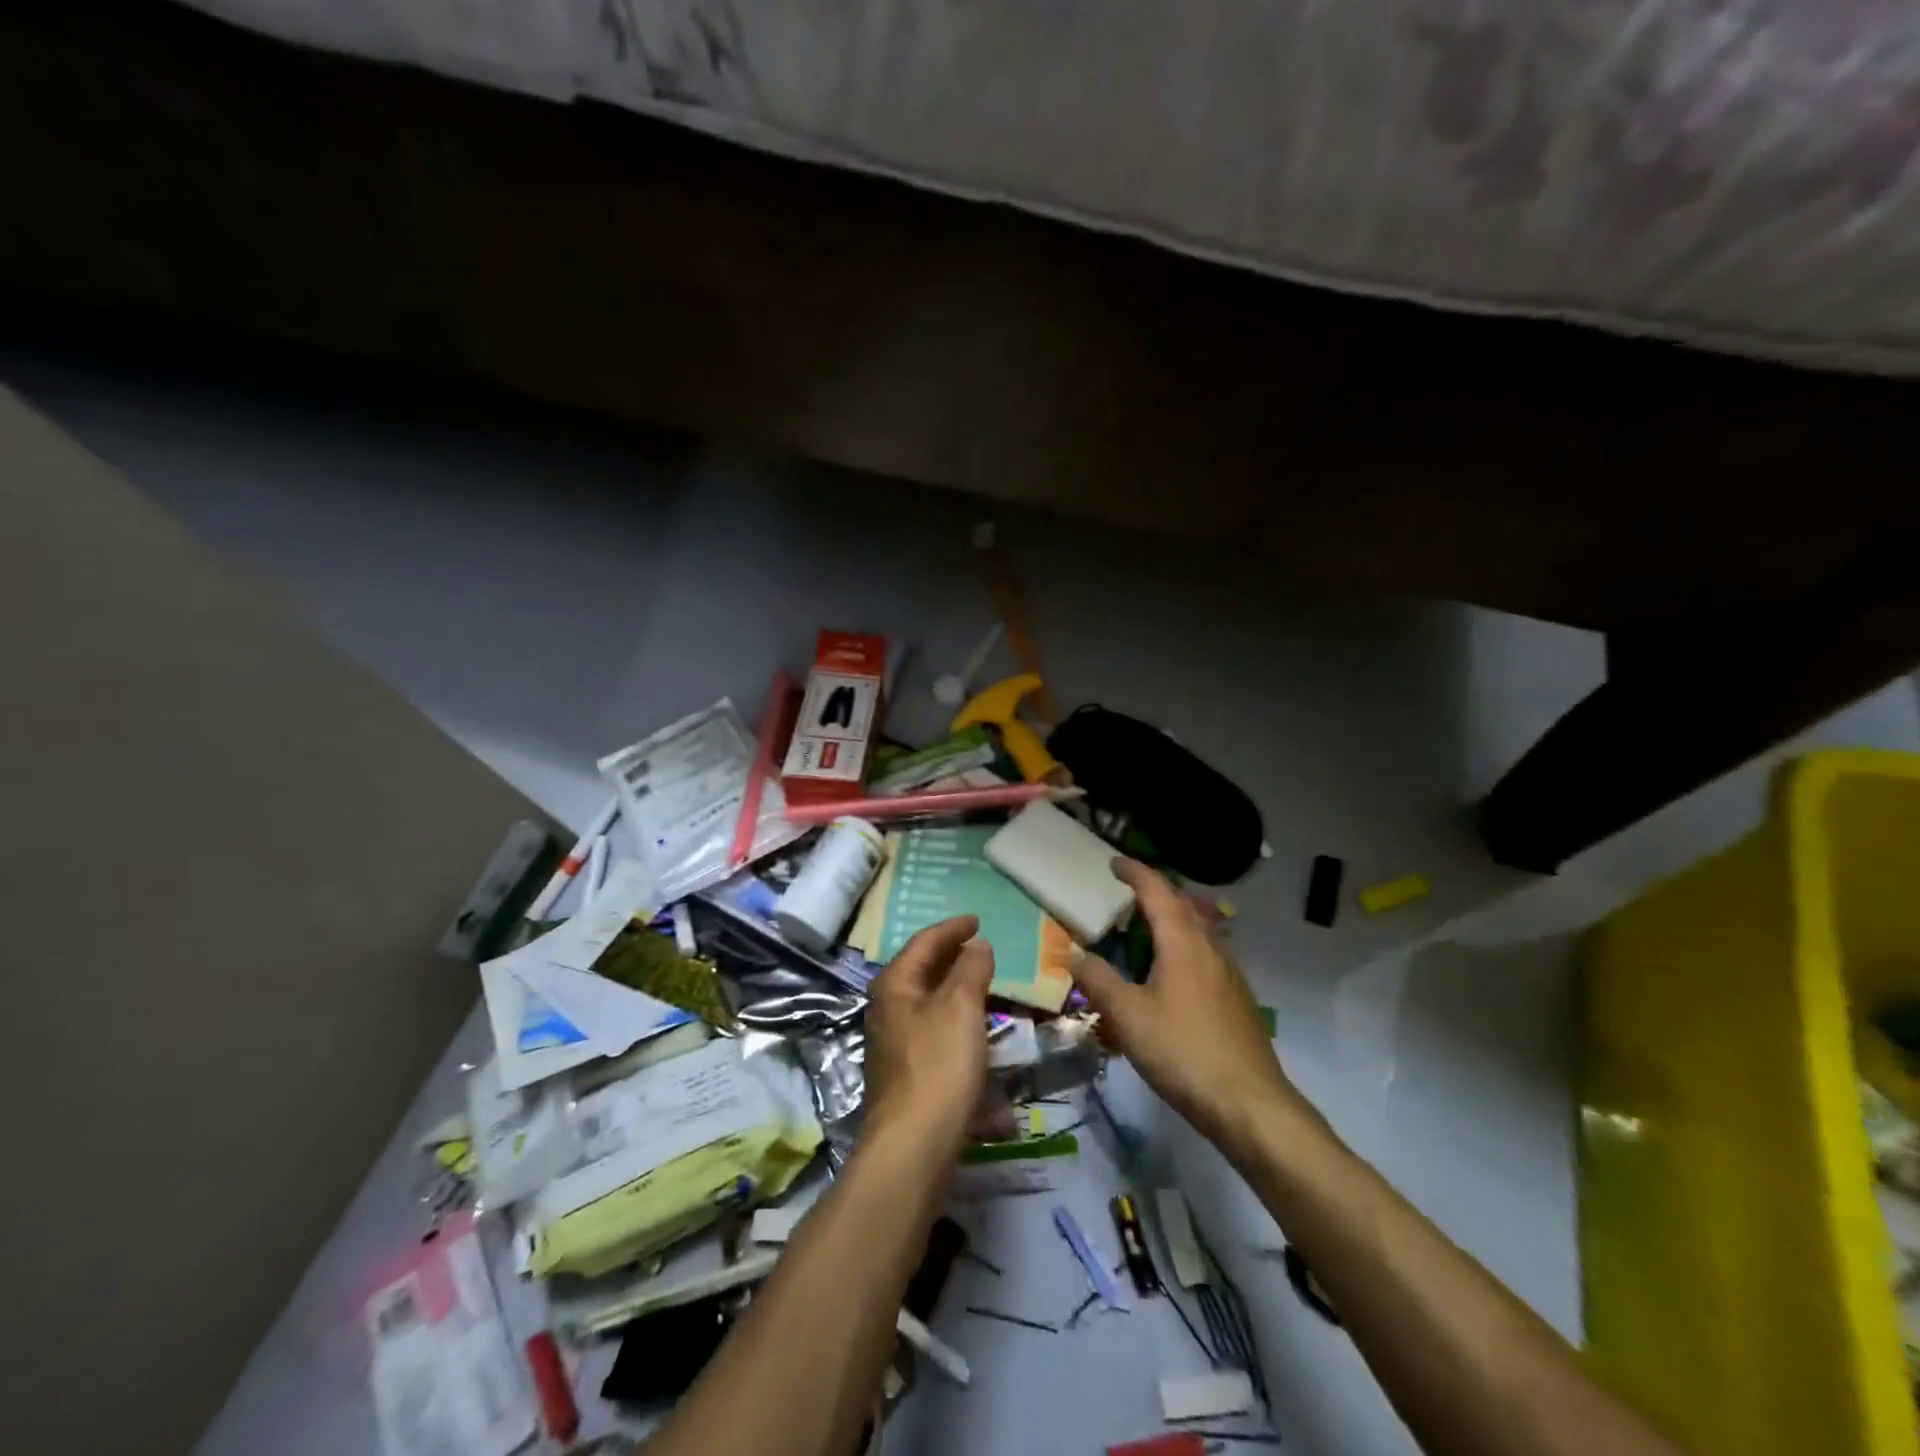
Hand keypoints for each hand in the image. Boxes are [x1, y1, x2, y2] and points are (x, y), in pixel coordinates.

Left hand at [862, 915, 995, 1151]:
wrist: (913, 1148)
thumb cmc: (938, 1065)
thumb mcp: (961, 1007)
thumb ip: (971, 969)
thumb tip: (976, 944)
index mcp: (895, 985)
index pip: (924, 942)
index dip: (952, 928)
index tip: (977, 920)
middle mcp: (889, 1009)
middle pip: (923, 972)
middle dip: (954, 959)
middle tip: (983, 950)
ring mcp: (896, 1044)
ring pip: (932, 1005)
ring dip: (959, 993)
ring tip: (988, 987)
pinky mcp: (909, 1075)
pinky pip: (938, 1037)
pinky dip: (960, 1028)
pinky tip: (983, 1038)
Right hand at [1071, 859, 1300, 1150]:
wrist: (1250, 1104)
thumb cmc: (1183, 1051)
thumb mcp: (1128, 1015)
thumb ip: (1098, 980)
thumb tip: (1072, 953)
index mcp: (1182, 942)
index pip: (1157, 891)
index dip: (1135, 872)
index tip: (1114, 862)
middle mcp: (1210, 947)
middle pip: (1182, 904)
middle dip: (1155, 890)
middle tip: (1126, 891)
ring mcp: (1228, 973)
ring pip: (1198, 929)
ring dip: (1171, 917)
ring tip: (1145, 926)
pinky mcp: (1236, 998)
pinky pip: (1205, 952)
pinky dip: (1183, 943)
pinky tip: (1171, 971)